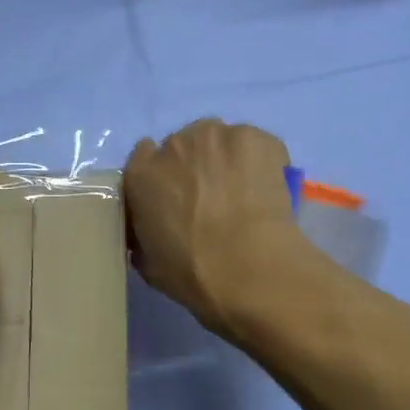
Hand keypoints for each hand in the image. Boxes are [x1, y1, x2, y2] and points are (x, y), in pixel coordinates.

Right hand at [125, 120, 303, 334]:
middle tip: (213, 198)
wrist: (249, 268)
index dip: (162, 174)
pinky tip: (268, 188)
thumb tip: (154, 230)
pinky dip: (262, 161)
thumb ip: (144, 235)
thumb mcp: (148, 262)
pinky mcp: (254, 138)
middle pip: (183, 145)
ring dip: (226, 159)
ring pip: (219, 141)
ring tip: (244, 192)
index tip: (176, 194)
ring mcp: (215, 137)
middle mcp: (173, 145)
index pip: (144, 156)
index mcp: (141, 174)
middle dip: (195, 166)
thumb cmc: (192, 272)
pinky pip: (256, 145)